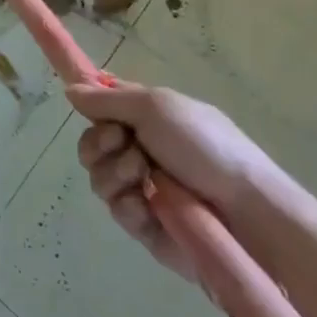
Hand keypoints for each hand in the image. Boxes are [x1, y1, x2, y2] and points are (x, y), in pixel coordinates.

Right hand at [68, 78, 280, 277]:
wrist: (247, 211)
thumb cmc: (206, 147)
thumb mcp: (157, 106)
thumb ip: (108, 99)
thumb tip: (69, 90)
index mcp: (147, 118)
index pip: (104, 107)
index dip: (91, 108)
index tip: (86, 109)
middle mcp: (140, 151)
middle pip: (90, 144)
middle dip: (100, 144)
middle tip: (124, 143)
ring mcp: (142, 189)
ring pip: (98, 178)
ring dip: (115, 173)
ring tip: (143, 177)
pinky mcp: (145, 226)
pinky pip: (116, 211)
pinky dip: (128, 205)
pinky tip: (148, 206)